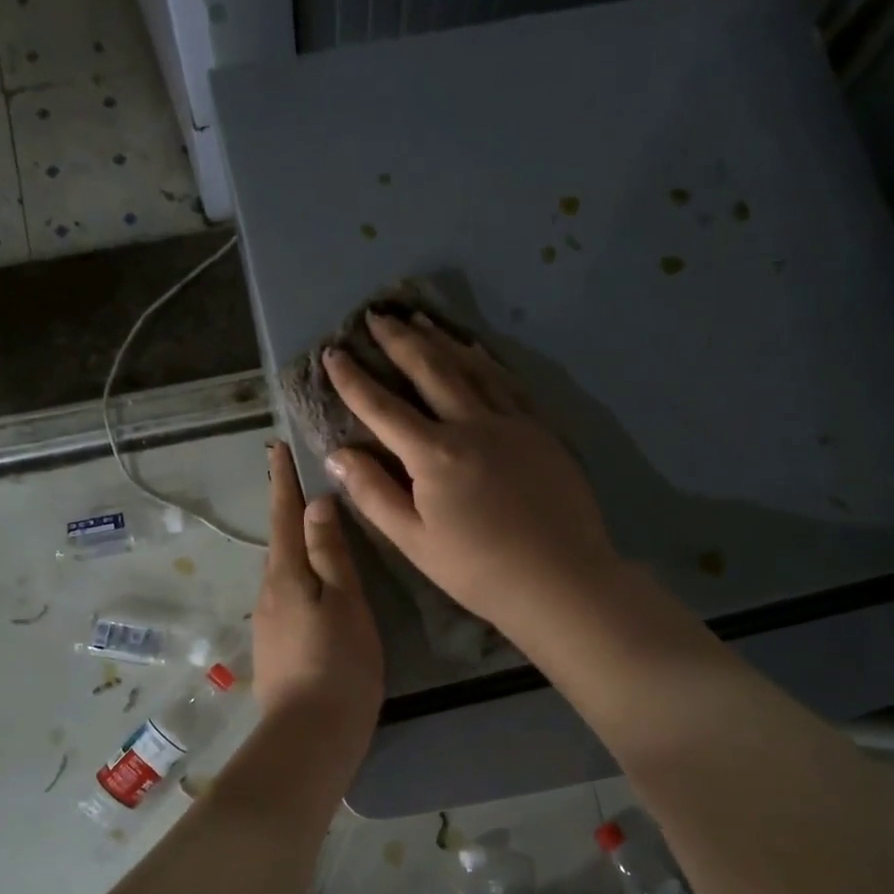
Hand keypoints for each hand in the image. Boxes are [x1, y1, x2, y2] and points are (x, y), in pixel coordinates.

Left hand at [252, 441, 383, 745]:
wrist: (310, 736)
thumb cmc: (339, 664)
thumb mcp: (344, 603)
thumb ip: (329, 554)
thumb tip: (316, 504)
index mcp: (286, 575)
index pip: (283, 515)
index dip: (282, 481)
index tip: (276, 447)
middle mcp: (268, 592)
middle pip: (279, 540)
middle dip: (286, 507)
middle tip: (301, 478)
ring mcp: (268, 621)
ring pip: (283, 568)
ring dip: (293, 540)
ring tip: (313, 522)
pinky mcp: (276, 645)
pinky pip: (287, 593)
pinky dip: (299, 572)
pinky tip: (314, 579)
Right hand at [322, 311, 619, 634]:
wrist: (561, 578)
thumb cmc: (479, 569)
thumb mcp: (414, 541)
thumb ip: (374, 493)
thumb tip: (338, 454)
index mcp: (434, 454)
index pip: (382, 407)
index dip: (353, 379)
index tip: (332, 354)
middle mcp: (471, 424)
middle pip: (429, 370)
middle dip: (398, 340)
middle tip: (376, 316)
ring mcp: (511, 422)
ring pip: (470, 367)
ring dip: (439, 340)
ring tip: (418, 319)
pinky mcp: (539, 429)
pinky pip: (506, 382)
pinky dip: (484, 360)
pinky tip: (474, 350)